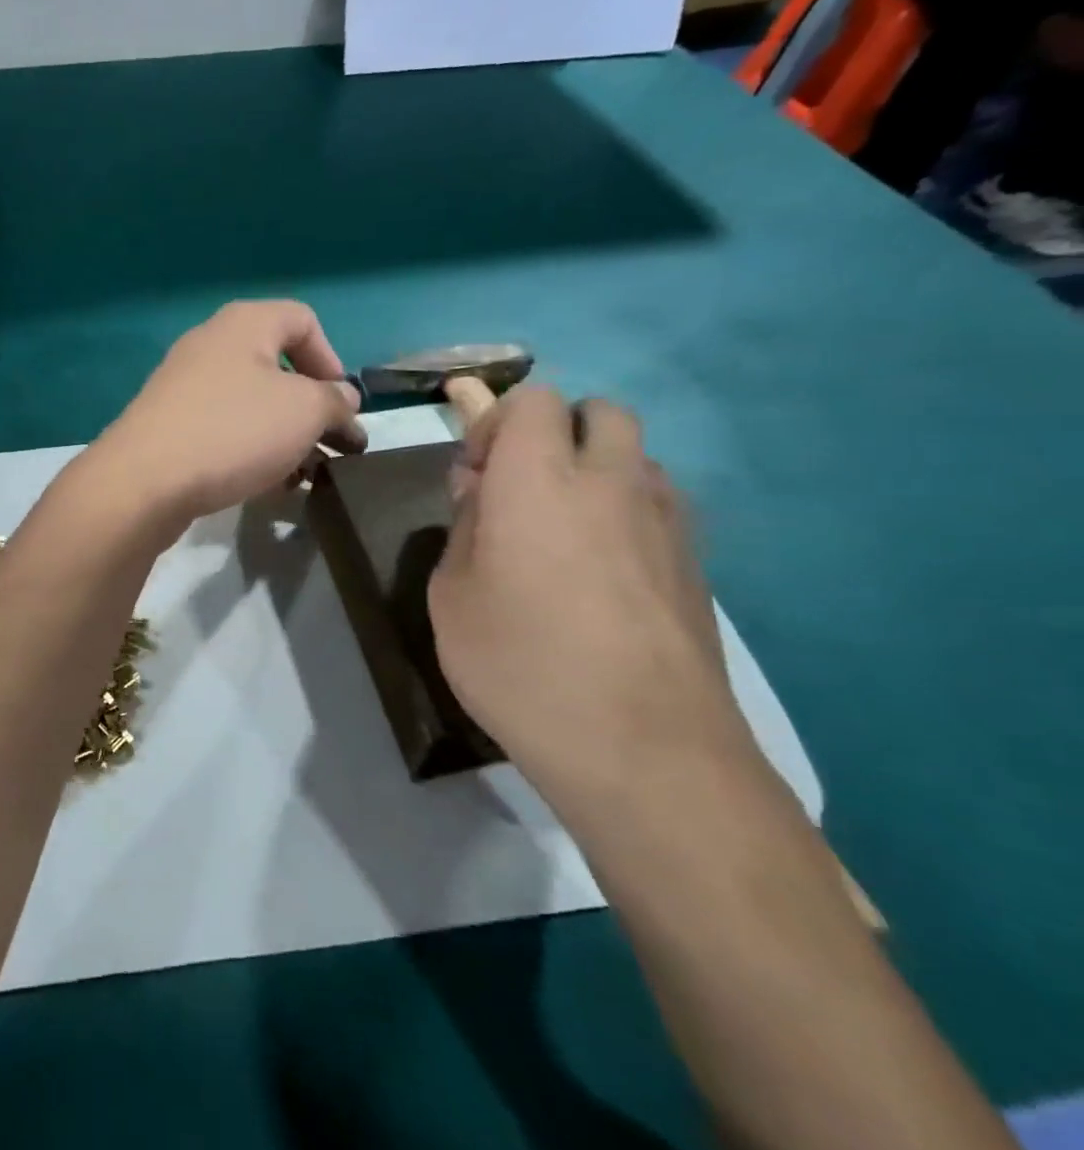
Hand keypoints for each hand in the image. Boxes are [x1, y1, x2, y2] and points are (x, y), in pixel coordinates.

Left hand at [86, 301, 364, 530]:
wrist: (144, 480)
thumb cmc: (234, 430)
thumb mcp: (305, 412)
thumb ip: (335, 401)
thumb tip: (342, 398)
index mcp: (244, 324)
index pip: (303, 321)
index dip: (332, 360)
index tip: (342, 406)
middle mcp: (211, 346)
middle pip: (278, 369)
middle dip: (312, 410)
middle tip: (334, 450)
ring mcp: (185, 387)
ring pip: (252, 406)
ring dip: (286, 438)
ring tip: (306, 478)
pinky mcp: (170, 426)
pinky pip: (224, 431)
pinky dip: (252, 452)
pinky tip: (269, 487)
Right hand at [428, 386, 763, 804]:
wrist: (643, 749)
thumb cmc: (521, 663)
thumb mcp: (451, 596)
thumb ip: (464, 529)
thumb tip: (483, 494)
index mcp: (539, 478)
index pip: (533, 400)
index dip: (496, 424)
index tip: (475, 477)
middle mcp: (611, 482)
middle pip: (599, 412)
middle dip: (557, 432)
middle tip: (523, 490)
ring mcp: (666, 522)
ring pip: (636, 458)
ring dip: (595, 471)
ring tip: (563, 533)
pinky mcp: (698, 565)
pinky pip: (659, 507)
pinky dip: (627, 513)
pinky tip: (603, 574)